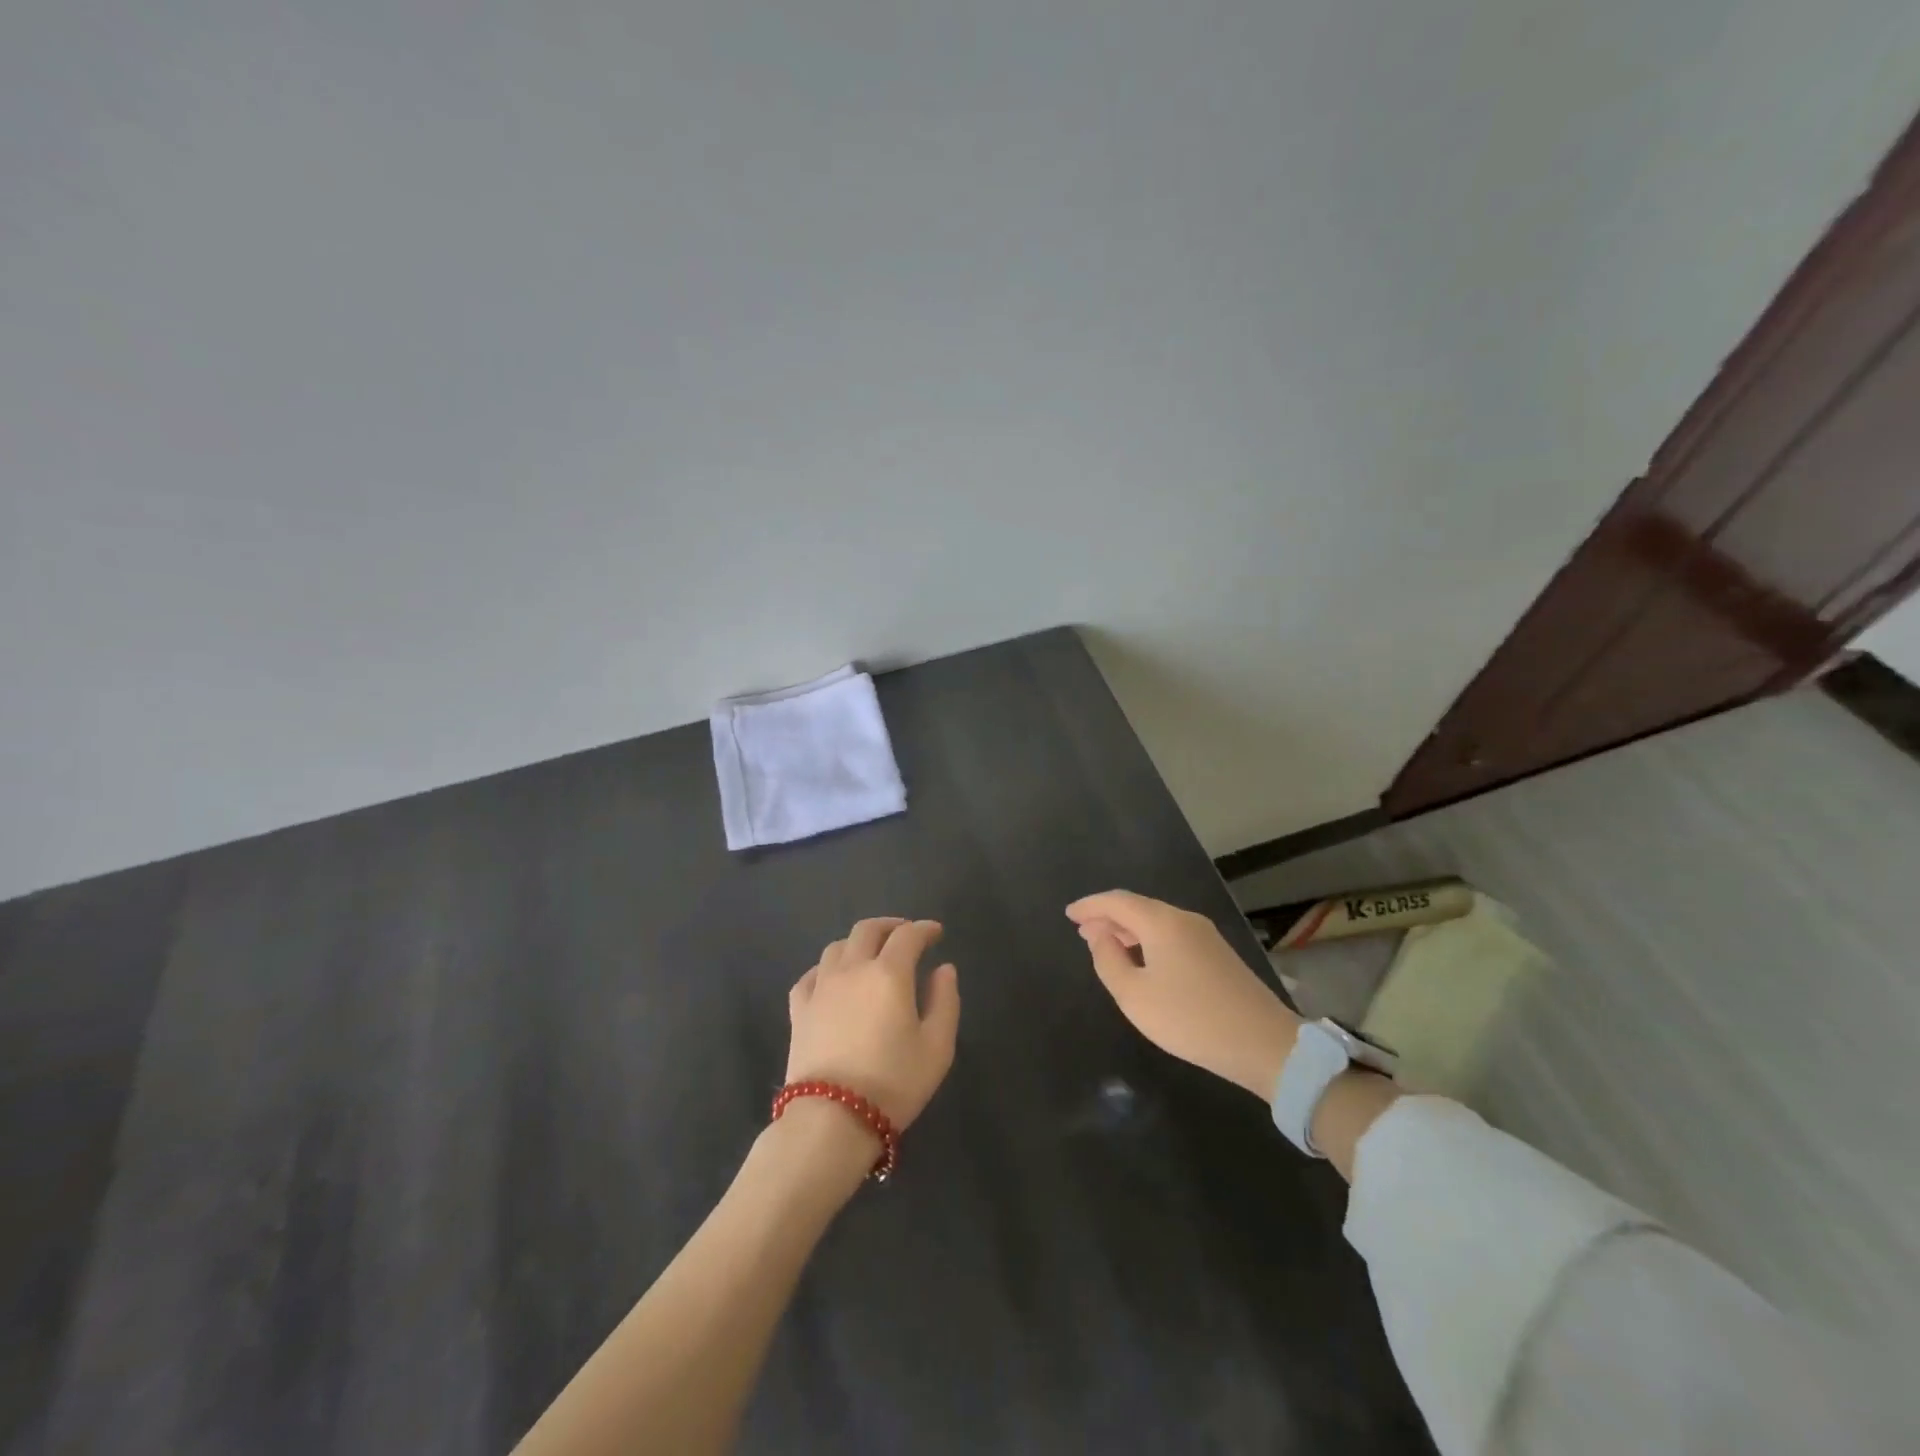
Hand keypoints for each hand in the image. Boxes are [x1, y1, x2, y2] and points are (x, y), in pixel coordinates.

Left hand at [786, 918, 960, 1129]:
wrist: (831, 1120)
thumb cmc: (893, 1083)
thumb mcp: (937, 1047)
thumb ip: (945, 1001)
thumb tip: (944, 968)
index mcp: (889, 973)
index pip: (908, 936)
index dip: (924, 929)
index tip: (936, 932)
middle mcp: (853, 969)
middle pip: (868, 930)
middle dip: (890, 926)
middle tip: (905, 934)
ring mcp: (821, 987)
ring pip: (837, 947)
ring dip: (858, 943)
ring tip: (870, 955)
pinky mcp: (799, 1010)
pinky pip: (811, 975)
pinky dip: (827, 968)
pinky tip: (833, 979)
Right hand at [1067, 891, 1300, 1098]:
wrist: (1264, 1044)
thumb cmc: (1190, 1019)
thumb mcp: (1135, 996)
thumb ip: (1109, 961)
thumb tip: (1100, 937)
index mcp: (1161, 922)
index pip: (1117, 901)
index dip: (1090, 906)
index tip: (1069, 914)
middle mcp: (1183, 919)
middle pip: (1137, 908)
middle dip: (1107, 917)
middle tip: (1082, 932)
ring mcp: (1205, 935)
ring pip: (1156, 921)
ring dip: (1128, 930)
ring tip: (1106, 945)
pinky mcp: (1218, 954)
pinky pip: (1171, 935)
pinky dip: (1147, 940)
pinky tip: (1141, 960)